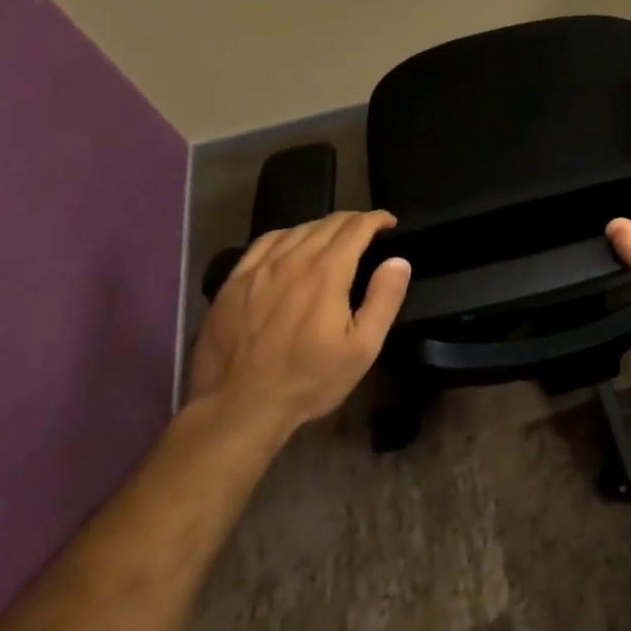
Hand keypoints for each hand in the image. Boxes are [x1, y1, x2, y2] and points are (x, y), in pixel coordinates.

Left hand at [187, 211, 410, 437]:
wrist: (236, 411)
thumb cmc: (307, 381)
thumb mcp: (362, 349)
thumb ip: (384, 299)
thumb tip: (398, 261)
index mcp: (327, 272)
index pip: (357, 227)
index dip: (377, 219)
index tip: (390, 224)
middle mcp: (293, 260)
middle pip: (328, 223)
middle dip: (354, 221)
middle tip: (367, 232)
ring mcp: (258, 270)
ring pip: (297, 229)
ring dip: (322, 227)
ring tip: (333, 238)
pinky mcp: (233, 283)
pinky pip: (264, 243)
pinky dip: (287, 236)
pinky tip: (290, 247)